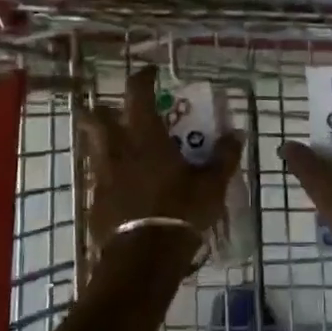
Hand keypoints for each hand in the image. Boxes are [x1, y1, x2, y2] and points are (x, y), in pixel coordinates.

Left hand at [81, 65, 244, 263]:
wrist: (144, 258)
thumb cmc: (180, 211)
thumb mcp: (212, 184)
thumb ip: (224, 156)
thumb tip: (237, 134)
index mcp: (145, 136)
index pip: (137, 93)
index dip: (142, 78)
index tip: (150, 73)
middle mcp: (118, 150)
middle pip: (97, 118)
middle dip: (102, 109)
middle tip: (116, 110)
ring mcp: (102, 177)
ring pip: (94, 149)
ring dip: (103, 143)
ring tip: (121, 150)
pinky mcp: (95, 202)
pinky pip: (98, 180)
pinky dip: (108, 176)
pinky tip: (122, 187)